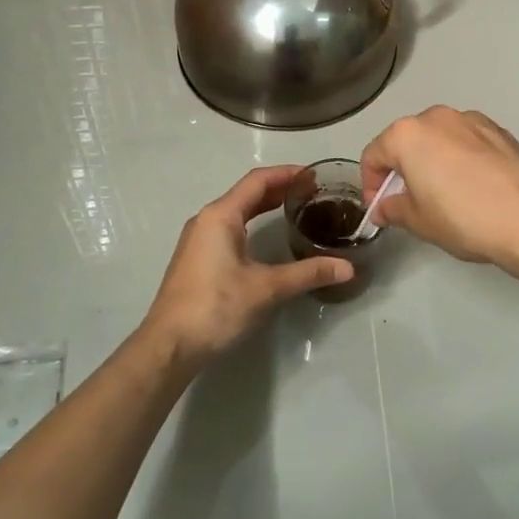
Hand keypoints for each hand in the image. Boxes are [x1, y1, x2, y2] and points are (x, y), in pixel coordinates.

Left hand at [140, 166, 353, 368]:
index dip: (287, 174)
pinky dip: (251, 223)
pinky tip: (267, 238)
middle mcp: (207, 220)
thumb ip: (307, 273)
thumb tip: (348, 268)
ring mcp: (198, 239)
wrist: (170, 344)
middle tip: (312, 192)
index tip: (314, 175)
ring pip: (236, 211)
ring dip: (264, 206)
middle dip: (279, 189)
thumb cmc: (216, 306)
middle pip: (246, 193)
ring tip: (296, 209)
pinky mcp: (197, 258)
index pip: (258, 181)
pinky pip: (228, 228)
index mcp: (221, 216)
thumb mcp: (266, 288)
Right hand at [360, 106, 518, 269]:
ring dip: (433, 161)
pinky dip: (461, 160)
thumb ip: (393, 209)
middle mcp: (437, 117)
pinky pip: (468, 143)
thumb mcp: (419, 221)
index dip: (370, 184)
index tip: (380, 209)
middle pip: (407, 141)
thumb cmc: (464, 218)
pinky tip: (474, 188)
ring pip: (439, 139)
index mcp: (408, 134)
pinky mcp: (501, 131)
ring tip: (445, 195)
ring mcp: (472, 120)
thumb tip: (385, 207)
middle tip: (410, 202)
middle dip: (402, 169)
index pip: (373, 155)